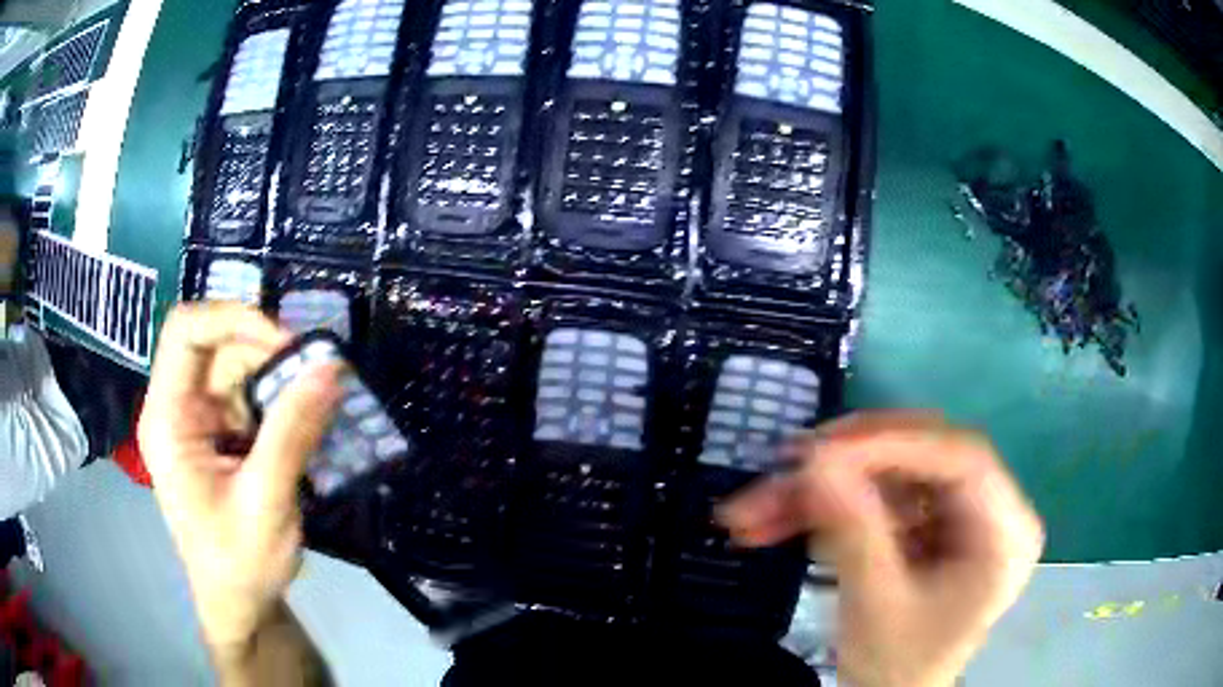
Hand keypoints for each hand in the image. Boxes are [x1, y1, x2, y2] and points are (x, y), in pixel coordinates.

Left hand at [139, 303, 342, 656]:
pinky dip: (280, 401)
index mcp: (167, 419)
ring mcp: (198, 421)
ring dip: (279, 378)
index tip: (285, 343)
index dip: (231, 318)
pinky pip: (249, 396)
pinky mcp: (219, 434)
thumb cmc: (239, 564)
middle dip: (266, 351)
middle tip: (316, 372)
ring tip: (319, 401)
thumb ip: (292, 433)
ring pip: (237, 368)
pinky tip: (305, 421)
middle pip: (216, 346)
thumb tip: (330, 366)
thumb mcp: (266, 502)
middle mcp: (177, 409)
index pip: (185, 332)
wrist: (239, 605)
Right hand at [718, 412, 1043, 686]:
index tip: (820, 452)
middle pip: (921, 455)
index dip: (892, 443)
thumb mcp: (877, 606)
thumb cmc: (899, 668)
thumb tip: (815, 461)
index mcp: (1005, 531)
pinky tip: (781, 523)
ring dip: (823, 491)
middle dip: (847, 462)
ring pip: (888, 474)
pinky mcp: (926, 524)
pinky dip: (827, 509)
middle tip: (786, 466)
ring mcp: (957, 514)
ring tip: (757, 511)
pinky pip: (876, 498)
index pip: (960, 458)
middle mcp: (989, 509)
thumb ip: (853, 531)